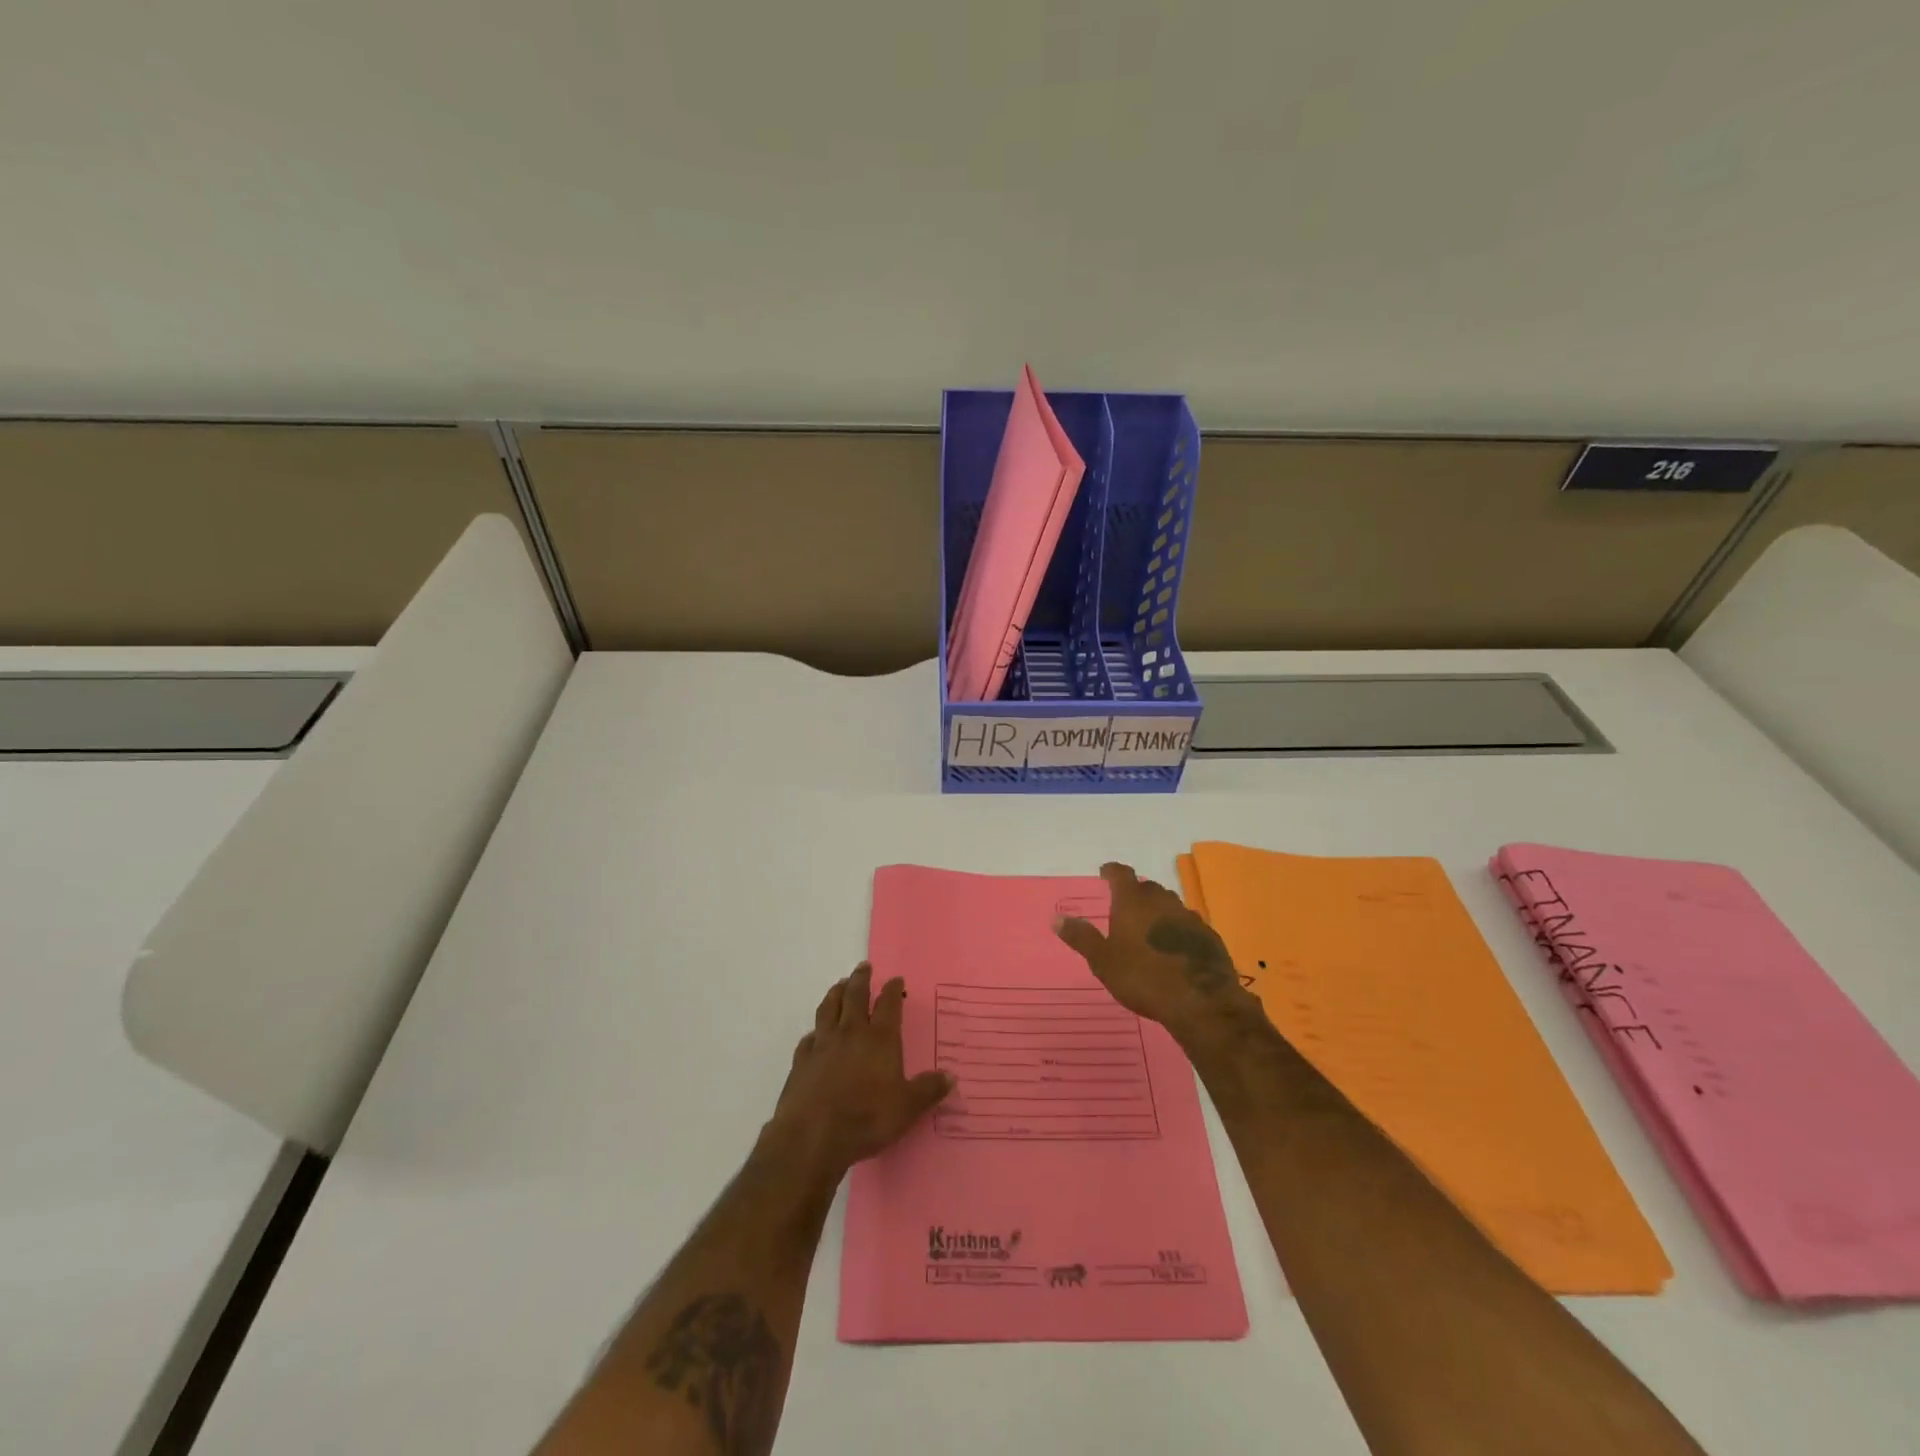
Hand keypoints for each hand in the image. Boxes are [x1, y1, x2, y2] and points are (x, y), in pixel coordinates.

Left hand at [764, 963, 951, 1182]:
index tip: (895, 979)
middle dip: (861, 979)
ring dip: (835, 993)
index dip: (892, 990)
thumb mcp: (907, 1108)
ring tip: (839, 984)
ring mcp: (823, 1044)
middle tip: (863, 966)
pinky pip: (808, 1038)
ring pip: (828, 1009)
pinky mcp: (801, 1061)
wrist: (812, 1135)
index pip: (888, 1004)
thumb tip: (951, 1076)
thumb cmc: (866, 1118)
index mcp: (880, 1039)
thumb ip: (928, 1090)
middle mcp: (851, 1033)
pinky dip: (814, 1031)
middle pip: (855, 996)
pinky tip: (814, 1034)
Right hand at [1054, 862, 1262, 1040]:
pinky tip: (1174, 948)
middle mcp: (1162, 901)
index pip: (1121, 874)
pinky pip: (1187, 924)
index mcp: (1133, 901)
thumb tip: (1056, 918)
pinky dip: (1177, 929)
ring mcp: (1189, 917)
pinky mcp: (1209, 936)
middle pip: (1147, 888)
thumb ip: (1081, 938)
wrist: (1200, 1002)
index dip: (1111, 871)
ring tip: (1148, 928)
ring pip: (1169, 904)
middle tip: (1124, 907)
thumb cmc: (1143, 978)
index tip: (1104, 873)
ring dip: (1158, 911)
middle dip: (1135, 893)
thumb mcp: (1103, 961)